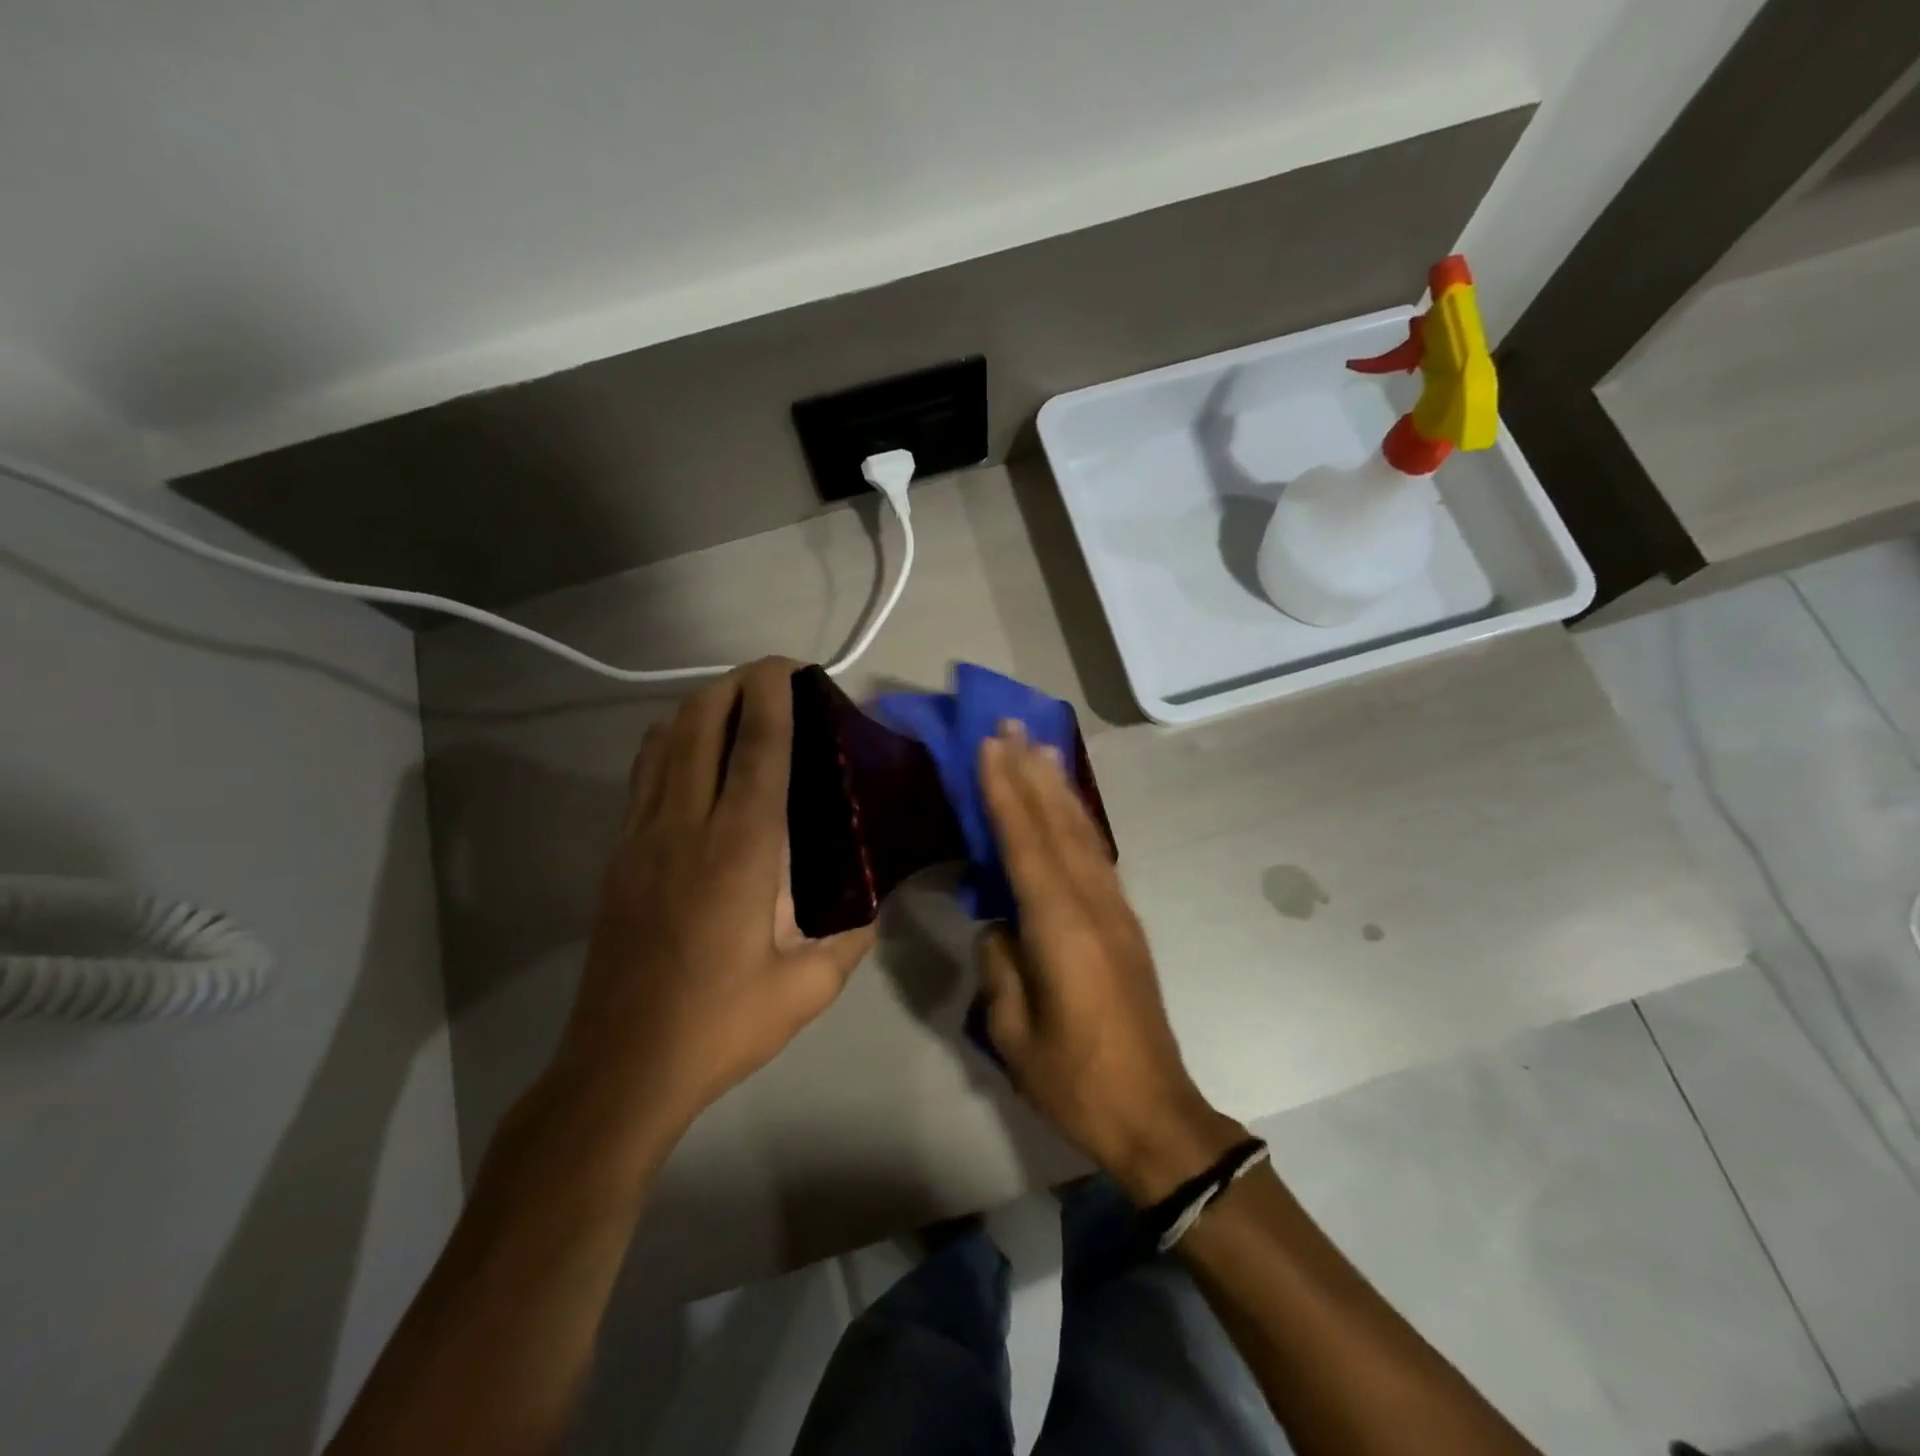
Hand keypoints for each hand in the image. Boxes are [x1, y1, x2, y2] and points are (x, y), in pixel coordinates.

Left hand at [557, 658, 874, 1134]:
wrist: (622, 1067)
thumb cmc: (721, 1024)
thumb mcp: (808, 988)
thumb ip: (851, 938)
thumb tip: (873, 905)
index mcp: (742, 850)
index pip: (759, 748)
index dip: (774, 696)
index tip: (790, 666)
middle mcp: (687, 826)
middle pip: (701, 725)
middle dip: (733, 684)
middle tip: (768, 677)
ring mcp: (642, 837)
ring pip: (664, 743)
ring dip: (698, 708)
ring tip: (732, 704)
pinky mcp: (619, 856)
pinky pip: (643, 776)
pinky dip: (669, 744)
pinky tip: (690, 755)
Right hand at [976, 724, 1244, 1202]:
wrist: (1155, 1114)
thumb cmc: (1075, 1080)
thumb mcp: (1013, 1031)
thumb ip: (1000, 965)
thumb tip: (999, 923)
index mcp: (1061, 928)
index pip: (1026, 844)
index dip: (1005, 792)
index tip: (989, 746)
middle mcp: (1093, 904)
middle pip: (1058, 825)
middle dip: (1031, 771)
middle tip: (1011, 724)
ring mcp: (1115, 911)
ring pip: (1083, 833)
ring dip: (1058, 787)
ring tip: (1039, 747)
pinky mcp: (1125, 923)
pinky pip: (1096, 855)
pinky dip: (1079, 820)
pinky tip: (1067, 807)